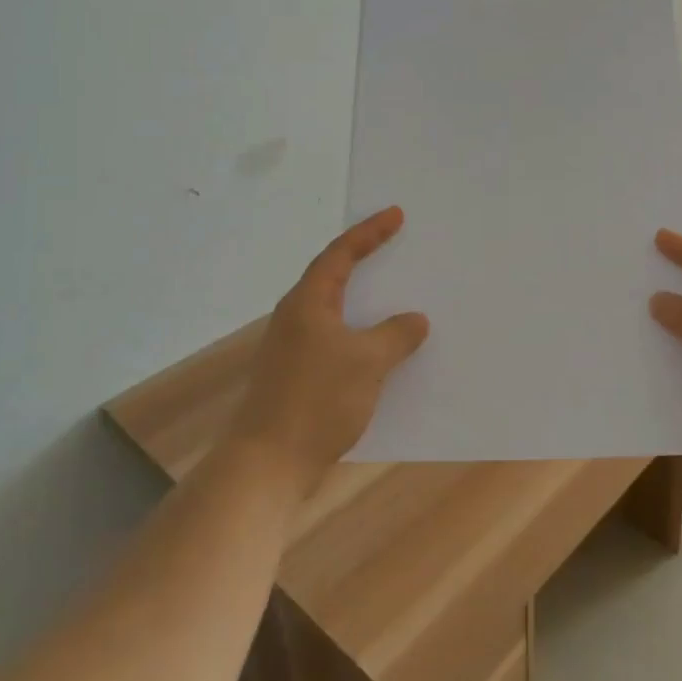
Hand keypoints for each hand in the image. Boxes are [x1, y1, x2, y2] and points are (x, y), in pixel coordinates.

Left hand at [230, 207, 430, 496]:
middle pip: (333, 279)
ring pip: (337, 315)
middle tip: (396, 248)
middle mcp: (296, 319)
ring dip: (366, 306)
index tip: (395, 215)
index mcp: (307, 303)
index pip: (340, 254)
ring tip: (398, 299)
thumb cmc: (316, 401)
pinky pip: (337, 344)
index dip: (369, 233)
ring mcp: (293, 351)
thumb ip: (395, 336)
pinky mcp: (298, 379)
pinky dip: (362, 339)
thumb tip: (414, 320)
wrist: (267, 466)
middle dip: (365, 263)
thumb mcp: (367, 362)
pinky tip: (384, 354)